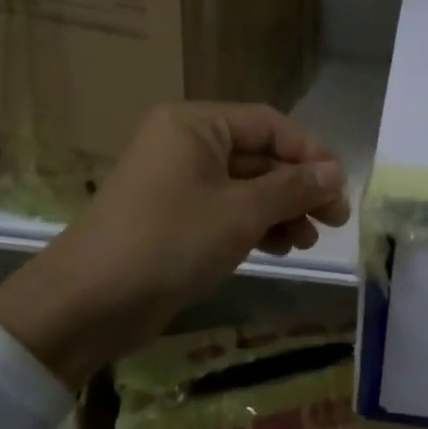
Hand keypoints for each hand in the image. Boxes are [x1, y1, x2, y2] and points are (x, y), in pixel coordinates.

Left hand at [0, 103, 349, 385]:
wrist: (88, 304)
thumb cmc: (169, 242)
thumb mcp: (240, 212)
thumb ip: (293, 188)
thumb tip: (335, 172)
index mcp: (196, 124)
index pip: (269, 124)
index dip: (310, 153)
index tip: (339, 187)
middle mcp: (186, 143)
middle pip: (259, 155)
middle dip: (298, 187)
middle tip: (333, 219)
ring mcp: (177, 181)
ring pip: (245, 186)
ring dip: (281, 209)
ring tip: (307, 240)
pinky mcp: (173, 217)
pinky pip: (225, 209)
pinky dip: (254, 225)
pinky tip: (279, 248)